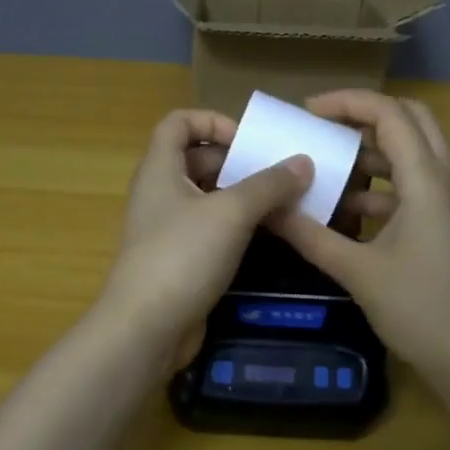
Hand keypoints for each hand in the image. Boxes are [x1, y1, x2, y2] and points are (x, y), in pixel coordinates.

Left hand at [99, 109, 312, 370]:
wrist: (146, 329)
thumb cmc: (182, 256)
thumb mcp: (231, 213)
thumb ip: (269, 184)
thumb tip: (304, 162)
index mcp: (160, 169)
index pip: (178, 122)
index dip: (212, 121)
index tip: (248, 141)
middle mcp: (160, 192)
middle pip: (198, 159)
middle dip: (238, 161)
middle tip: (280, 173)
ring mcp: (169, 228)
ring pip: (209, 197)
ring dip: (244, 196)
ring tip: (286, 202)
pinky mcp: (181, 259)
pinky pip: (212, 230)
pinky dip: (238, 226)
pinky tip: (270, 235)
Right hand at [269, 91, 449, 386]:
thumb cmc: (419, 309)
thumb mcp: (356, 271)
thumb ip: (309, 234)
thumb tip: (266, 209)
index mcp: (427, 180)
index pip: (390, 113)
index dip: (348, 102)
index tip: (307, 112)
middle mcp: (446, 179)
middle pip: (411, 119)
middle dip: (365, 114)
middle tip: (324, 126)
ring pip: (416, 151)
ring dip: (375, 149)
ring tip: (330, 163)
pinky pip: (417, 183)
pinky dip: (384, 183)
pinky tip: (350, 208)